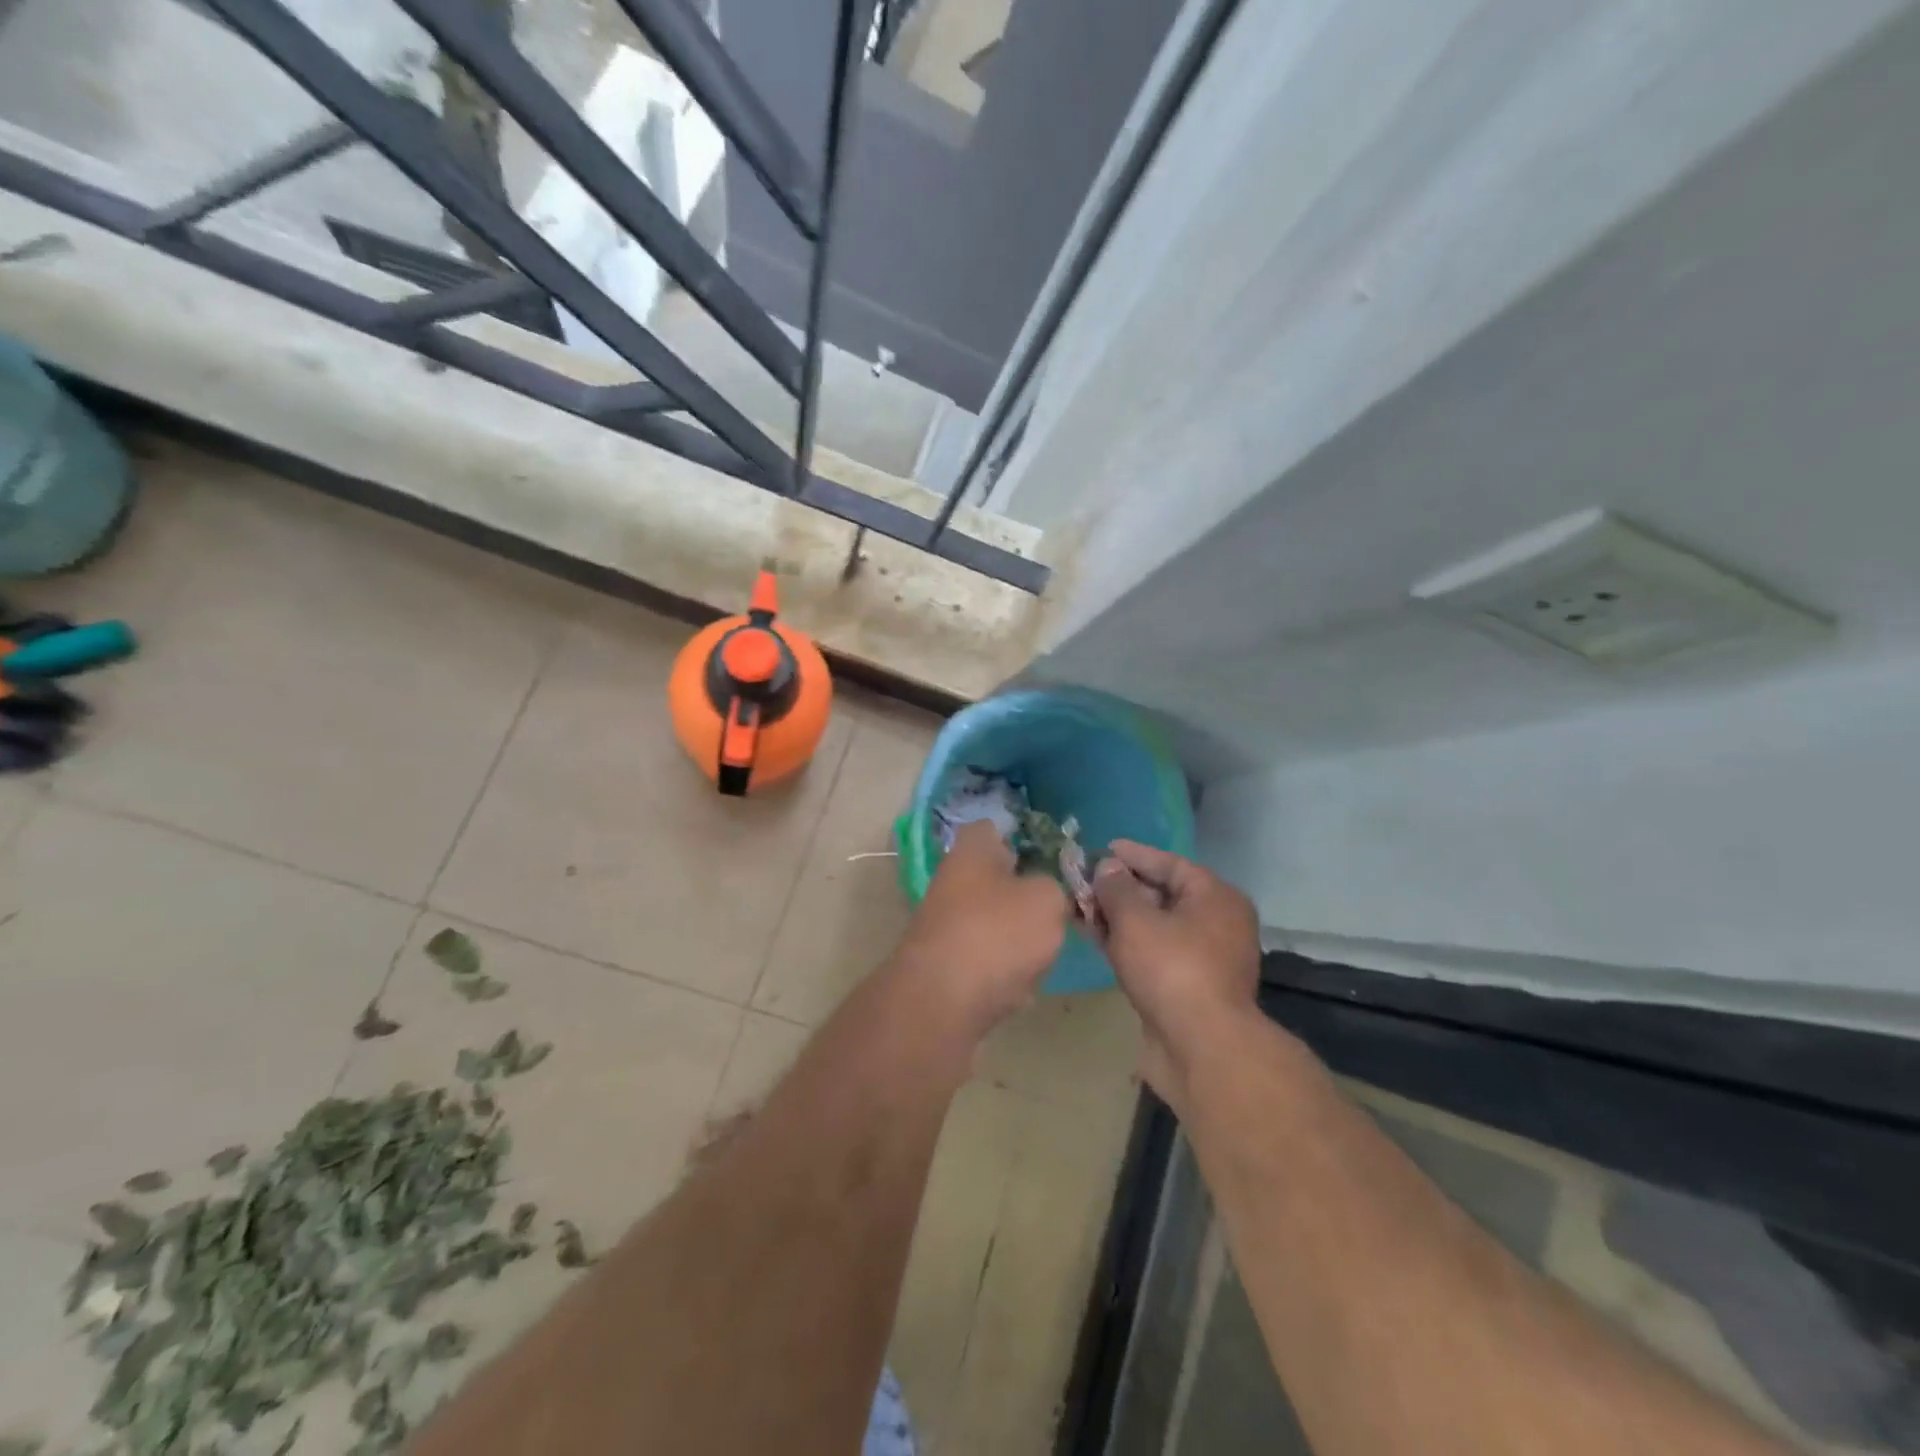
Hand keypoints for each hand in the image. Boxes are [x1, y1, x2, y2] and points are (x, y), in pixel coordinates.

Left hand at [894, 821, 1068, 1038]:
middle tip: (1058, 911)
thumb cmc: (997, 932)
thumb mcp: (1047, 900)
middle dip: (1026, 895)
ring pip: (995, 921)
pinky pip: (986, 959)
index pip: (995, 828)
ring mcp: (946, 923)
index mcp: (972, 849)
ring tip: (1041, 955)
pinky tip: (1018, 987)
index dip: (1024, 838)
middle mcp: (953, 879)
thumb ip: (1055, 888)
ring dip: (1019, 938)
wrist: (942, 1001)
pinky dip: (1003, 972)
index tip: (1052, 858)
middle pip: (998, 879)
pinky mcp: (946, 963)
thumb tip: (1046, 894)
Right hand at [1090, 841, 1260, 1106]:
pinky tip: (1094, 937)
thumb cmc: (1172, 970)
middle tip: (1084, 880)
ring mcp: (1202, 958)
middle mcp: (1216, 923)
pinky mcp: (1186, 987)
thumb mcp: (1135, 920)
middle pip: (1161, 894)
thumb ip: (1116, 888)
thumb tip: (1108, 867)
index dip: (1133, 855)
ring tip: (1080, 906)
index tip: (1101, 848)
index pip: (1170, 863)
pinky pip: (1152, 953)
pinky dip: (1125, 943)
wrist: (1200, 1049)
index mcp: (1215, 897)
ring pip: (1153, 926)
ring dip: (1117, 917)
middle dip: (1120, 888)